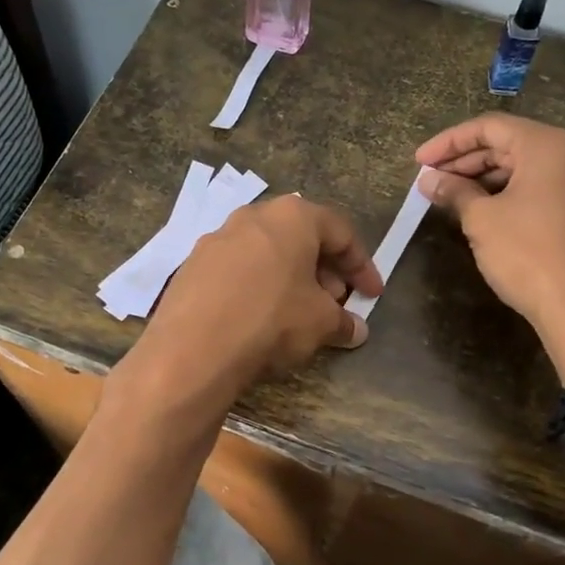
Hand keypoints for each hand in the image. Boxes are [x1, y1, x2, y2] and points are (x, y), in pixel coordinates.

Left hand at [135, 195, 381, 401]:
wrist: (193, 348)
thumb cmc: (271, 320)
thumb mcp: (321, 323)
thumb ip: (343, 321)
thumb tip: (357, 330)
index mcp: (292, 216)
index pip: (340, 232)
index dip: (362, 265)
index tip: (372, 294)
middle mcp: (252, 216)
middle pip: (300, 238)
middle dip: (324, 270)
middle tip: (336, 303)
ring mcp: (216, 238)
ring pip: (266, 252)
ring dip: (289, 278)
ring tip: (299, 312)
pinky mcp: (192, 265)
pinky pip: (237, 270)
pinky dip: (257, 286)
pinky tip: (259, 318)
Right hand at [415, 114, 564, 383]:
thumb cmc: (528, 255)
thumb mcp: (481, 220)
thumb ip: (454, 192)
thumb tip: (429, 180)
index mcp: (548, 146)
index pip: (489, 127)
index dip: (448, 142)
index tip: (418, 161)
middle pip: (508, 144)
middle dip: (464, 160)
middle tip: (430, 181)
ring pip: (523, 167)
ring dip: (483, 178)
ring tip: (449, 197)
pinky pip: (538, 187)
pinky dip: (506, 193)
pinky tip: (481, 212)